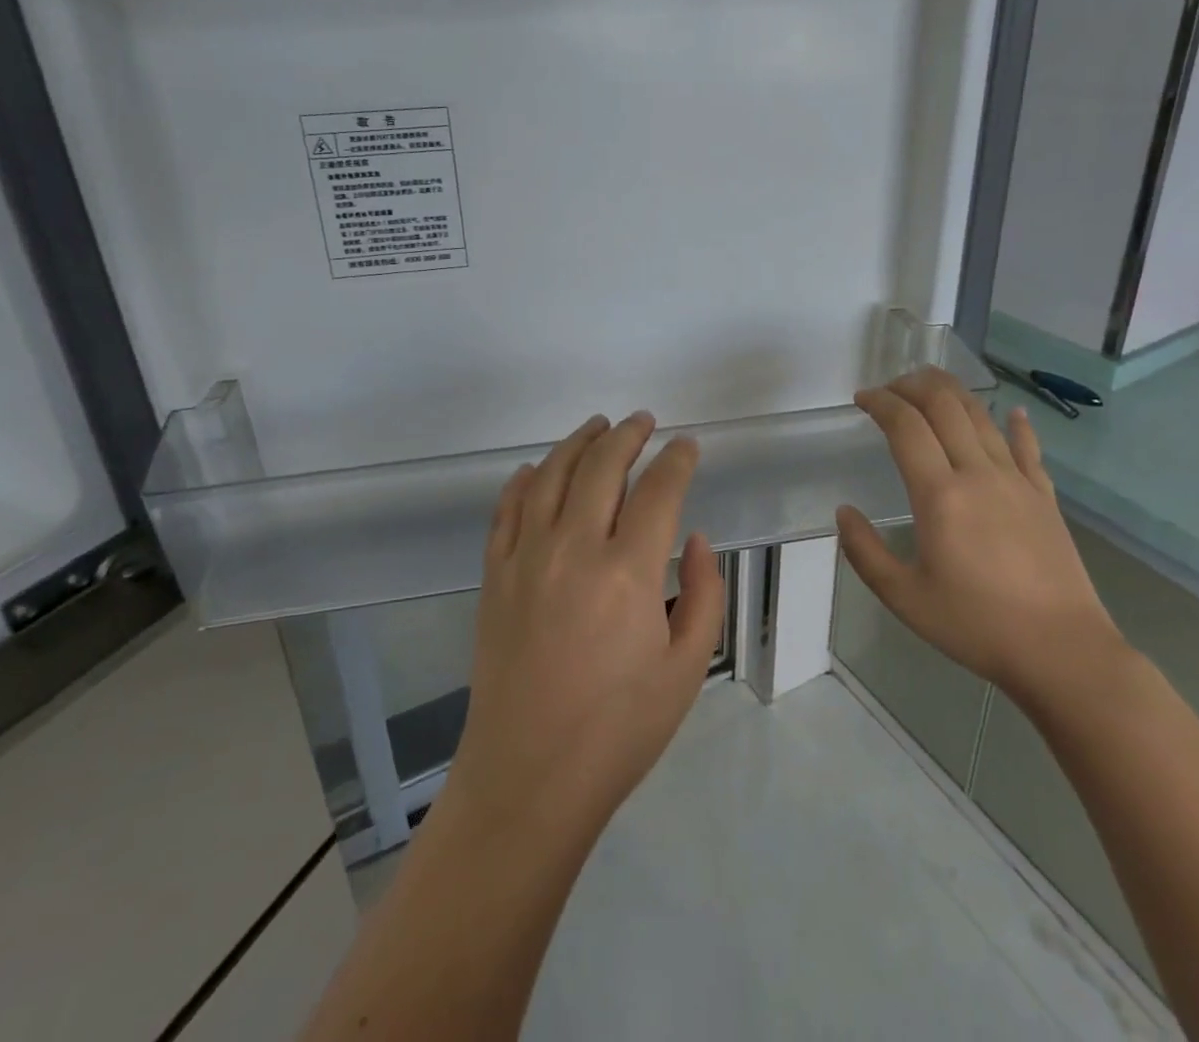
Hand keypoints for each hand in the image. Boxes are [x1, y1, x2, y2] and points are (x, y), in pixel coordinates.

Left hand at [446, 412, 725, 846]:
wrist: (528, 777)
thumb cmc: (619, 730)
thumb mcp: (686, 669)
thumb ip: (703, 594)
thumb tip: (692, 539)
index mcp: (628, 573)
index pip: (659, 490)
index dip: (677, 460)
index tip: (687, 445)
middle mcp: (574, 549)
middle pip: (602, 466)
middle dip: (628, 435)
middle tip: (643, 421)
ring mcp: (526, 557)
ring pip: (552, 475)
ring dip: (578, 442)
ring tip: (597, 426)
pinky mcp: (495, 574)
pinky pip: (508, 509)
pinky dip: (525, 480)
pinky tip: (537, 470)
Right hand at [836, 367, 1126, 709]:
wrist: (1063, 652)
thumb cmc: (976, 626)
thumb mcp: (904, 597)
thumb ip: (864, 551)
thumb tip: (843, 511)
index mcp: (939, 495)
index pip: (905, 426)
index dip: (881, 402)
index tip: (862, 399)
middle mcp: (978, 474)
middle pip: (945, 406)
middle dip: (913, 385)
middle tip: (890, 388)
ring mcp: (1017, 481)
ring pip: (982, 417)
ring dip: (953, 392)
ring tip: (930, 386)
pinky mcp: (1044, 496)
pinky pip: (1028, 447)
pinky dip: (1016, 423)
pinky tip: (1011, 411)